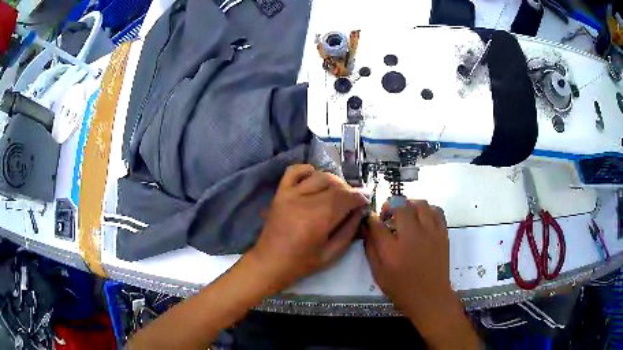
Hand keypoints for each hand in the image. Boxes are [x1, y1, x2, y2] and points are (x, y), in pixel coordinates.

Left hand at [249, 164, 368, 291]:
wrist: (270, 262)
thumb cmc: (302, 263)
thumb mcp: (332, 254)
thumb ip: (349, 231)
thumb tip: (360, 212)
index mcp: (318, 218)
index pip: (345, 197)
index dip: (359, 197)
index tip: (365, 202)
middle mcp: (304, 200)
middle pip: (334, 184)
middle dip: (348, 190)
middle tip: (353, 202)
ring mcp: (289, 194)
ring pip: (318, 176)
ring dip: (333, 181)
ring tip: (337, 193)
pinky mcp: (280, 193)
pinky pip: (294, 171)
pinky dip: (307, 170)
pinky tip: (314, 177)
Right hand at [363, 199, 478, 348]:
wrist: (430, 297)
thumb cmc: (401, 288)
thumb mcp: (378, 273)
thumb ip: (371, 248)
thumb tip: (368, 228)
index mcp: (392, 250)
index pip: (377, 223)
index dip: (371, 218)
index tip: (371, 219)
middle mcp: (412, 236)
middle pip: (400, 205)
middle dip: (390, 206)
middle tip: (388, 216)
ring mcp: (431, 232)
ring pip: (421, 203)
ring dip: (409, 205)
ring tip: (406, 215)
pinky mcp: (443, 233)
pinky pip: (436, 211)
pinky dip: (427, 210)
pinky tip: (422, 220)